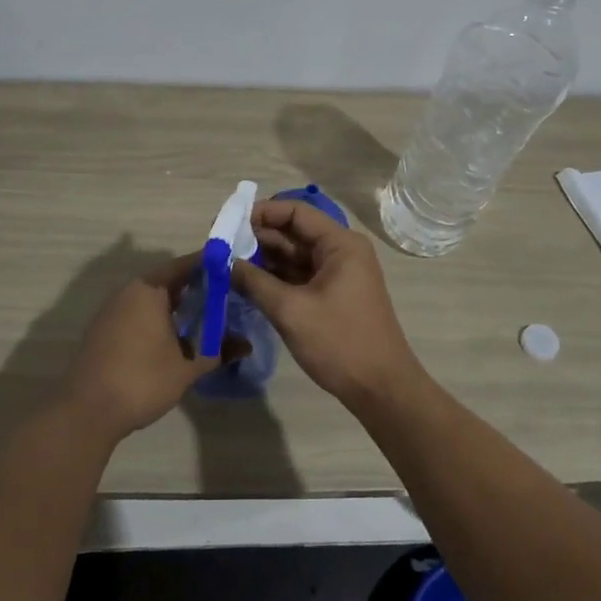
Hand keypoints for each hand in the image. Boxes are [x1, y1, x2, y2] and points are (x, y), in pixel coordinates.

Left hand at [64, 254, 221, 440]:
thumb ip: (218, 351)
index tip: (234, 272)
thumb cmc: (142, 380)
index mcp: (150, 289)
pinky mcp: (104, 329)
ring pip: (152, 298)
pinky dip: (158, 318)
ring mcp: (113, 310)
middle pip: (169, 280)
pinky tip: (174, 338)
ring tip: (205, 319)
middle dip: (197, 288)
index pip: (187, 265)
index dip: (211, 267)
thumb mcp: (187, 368)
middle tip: (226, 297)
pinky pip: (138, 313)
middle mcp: (129, 291)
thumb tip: (247, 345)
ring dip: (177, 305)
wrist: (87, 412)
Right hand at [231, 200, 422, 408]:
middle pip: (293, 233)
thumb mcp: (291, 311)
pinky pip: (299, 276)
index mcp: (340, 244)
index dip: (261, 214)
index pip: (295, 212)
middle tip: (219, 247)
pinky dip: (275, 278)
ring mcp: (338, 274)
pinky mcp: (333, 294)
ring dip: (263, 259)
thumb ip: (254, 282)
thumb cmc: (339, 342)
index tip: (227, 224)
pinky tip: (247, 283)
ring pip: (294, 256)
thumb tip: (223, 262)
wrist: (381, 388)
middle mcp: (341, 251)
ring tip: (226, 264)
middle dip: (257, 238)